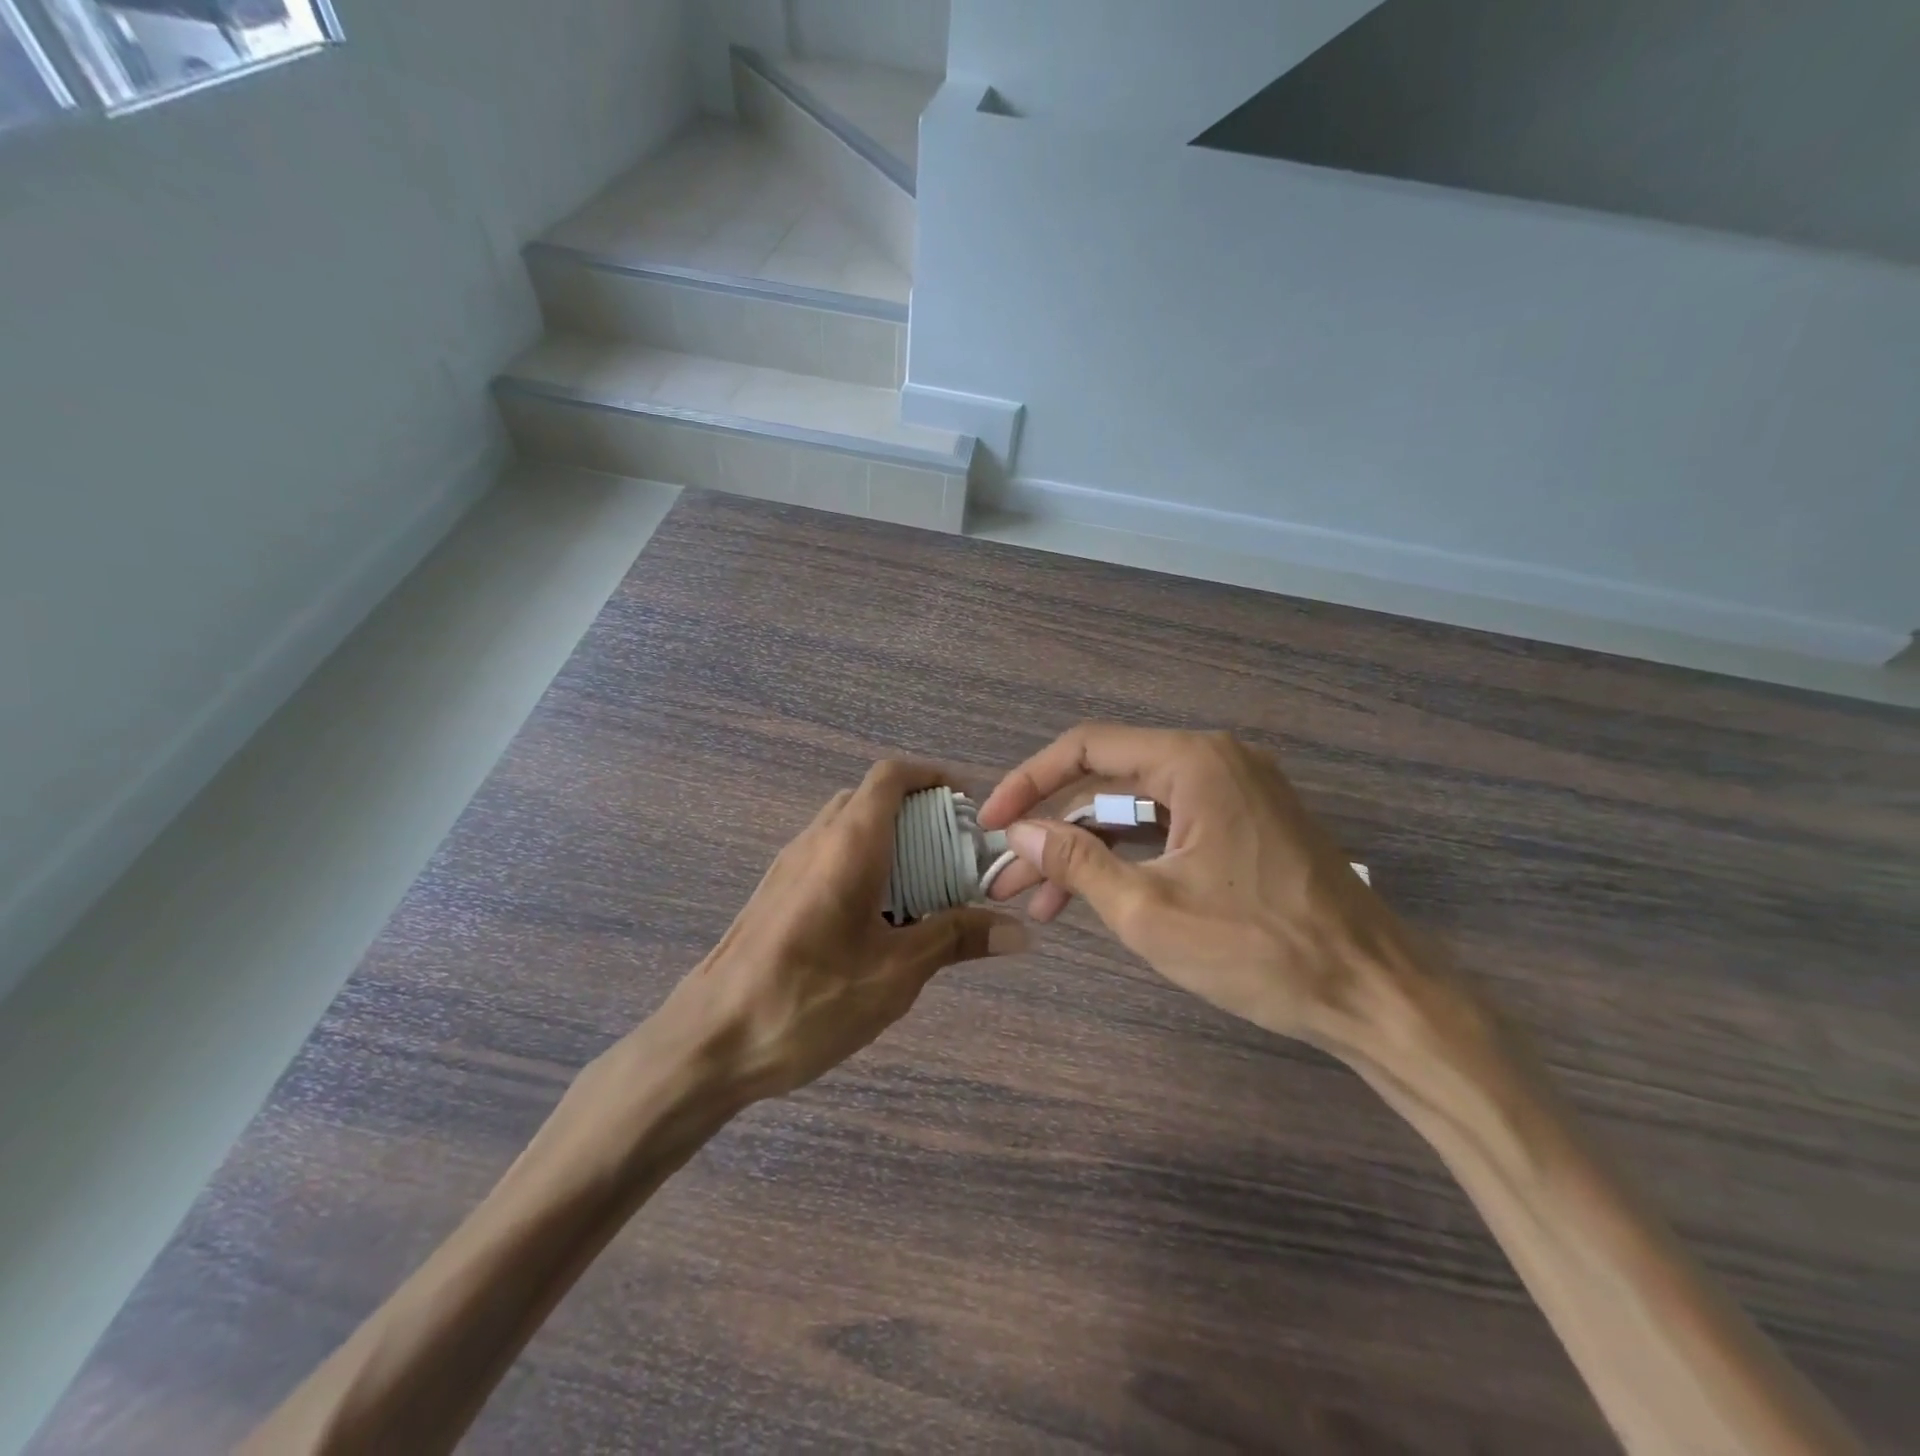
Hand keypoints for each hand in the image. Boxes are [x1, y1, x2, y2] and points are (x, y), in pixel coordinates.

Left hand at [656, 760, 1026, 1103]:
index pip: (891, 775)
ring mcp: (789, 866)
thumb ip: (955, 939)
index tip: (969, 806)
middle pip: (872, 799)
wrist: (708, 1042)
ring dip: (892, 843)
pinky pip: (829, 856)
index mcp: (848, 843)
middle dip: (919, 815)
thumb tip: (1018, 932)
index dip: (933, 776)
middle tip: (956, 855)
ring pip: (849, 828)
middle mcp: (815, 840)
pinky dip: (865, 866)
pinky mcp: (775, 894)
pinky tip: (880, 923)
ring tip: (927, 891)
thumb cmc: (808, 999)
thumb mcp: (895, 973)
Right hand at [980, 725, 1425, 1047]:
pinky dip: (1129, 857)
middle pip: (1109, 781)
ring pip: (1136, 810)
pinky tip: (1095, 894)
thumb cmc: (1260, 949)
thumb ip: (1076, 861)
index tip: (990, 822)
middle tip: (1008, 877)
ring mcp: (1235, 791)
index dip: (1028, 782)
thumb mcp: (1149, 910)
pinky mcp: (1246, 824)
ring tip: (1041, 903)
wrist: (1376, 995)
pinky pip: (1169, 826)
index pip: (1086, 748)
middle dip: (1053, 829)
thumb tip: (1018, 832)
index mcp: (1193, 762)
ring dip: (1087, 850)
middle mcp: (1214, 761)